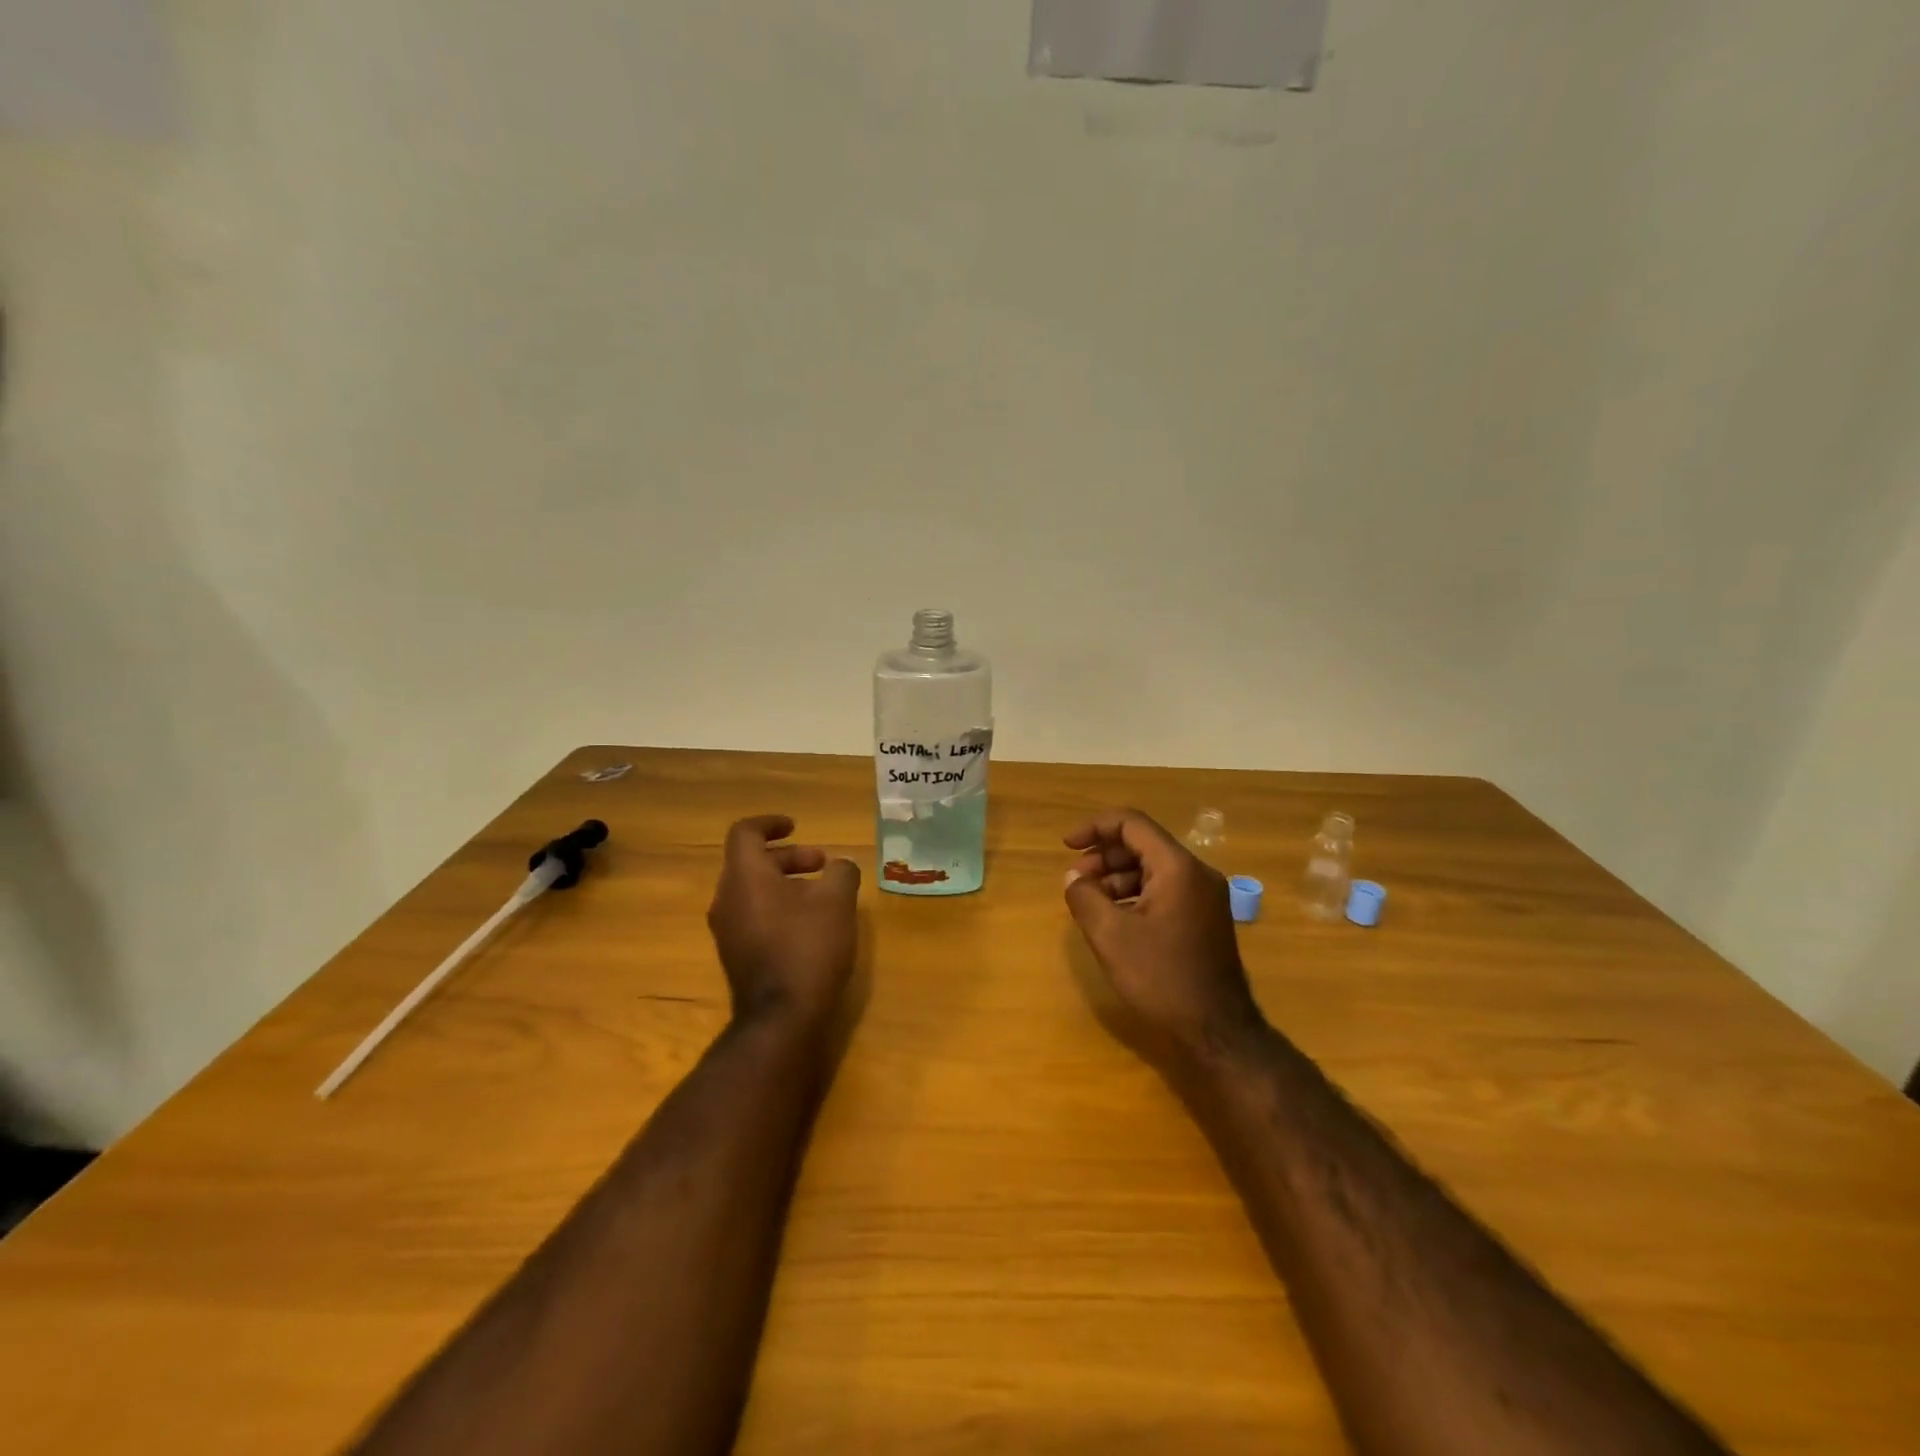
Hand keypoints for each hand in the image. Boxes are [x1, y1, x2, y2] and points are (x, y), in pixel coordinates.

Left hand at [708, 815, 860, 1030]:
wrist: (781, 1018)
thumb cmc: (808, 947)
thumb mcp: (837, 902)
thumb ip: (841, 872)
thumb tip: (841, 865)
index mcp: (745, 876)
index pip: (745, 833)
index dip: (770, 823)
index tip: (796, 826)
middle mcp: (727, 898)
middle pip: (751, 862)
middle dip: (789, 857)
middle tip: (822, 864)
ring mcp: (727, 930)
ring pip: (753, 890)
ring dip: (785, 882)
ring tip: (821, 895)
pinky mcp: (735, 954)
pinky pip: (753, 915)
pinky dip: (778, 906)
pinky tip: (809, 925)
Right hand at [1063, 809, 1264, 1075]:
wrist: (1217, 1031)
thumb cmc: (1161, 978)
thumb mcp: (1111, 936)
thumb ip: (1085, 897)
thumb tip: (1074, 878)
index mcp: (1178, 867)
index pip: (1132, 824)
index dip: (1095, 828)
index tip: (1067, 846)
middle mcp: (1197, 873)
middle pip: (1143, 844)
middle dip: (1104, 856)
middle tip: (1074, 880)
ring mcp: (1206, 897)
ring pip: (1153, 869)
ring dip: (1117, 877)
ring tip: (1089, 901)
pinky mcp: (1205, 919)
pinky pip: (1165, 890)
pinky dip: (1136, 894)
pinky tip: (1115, 918)